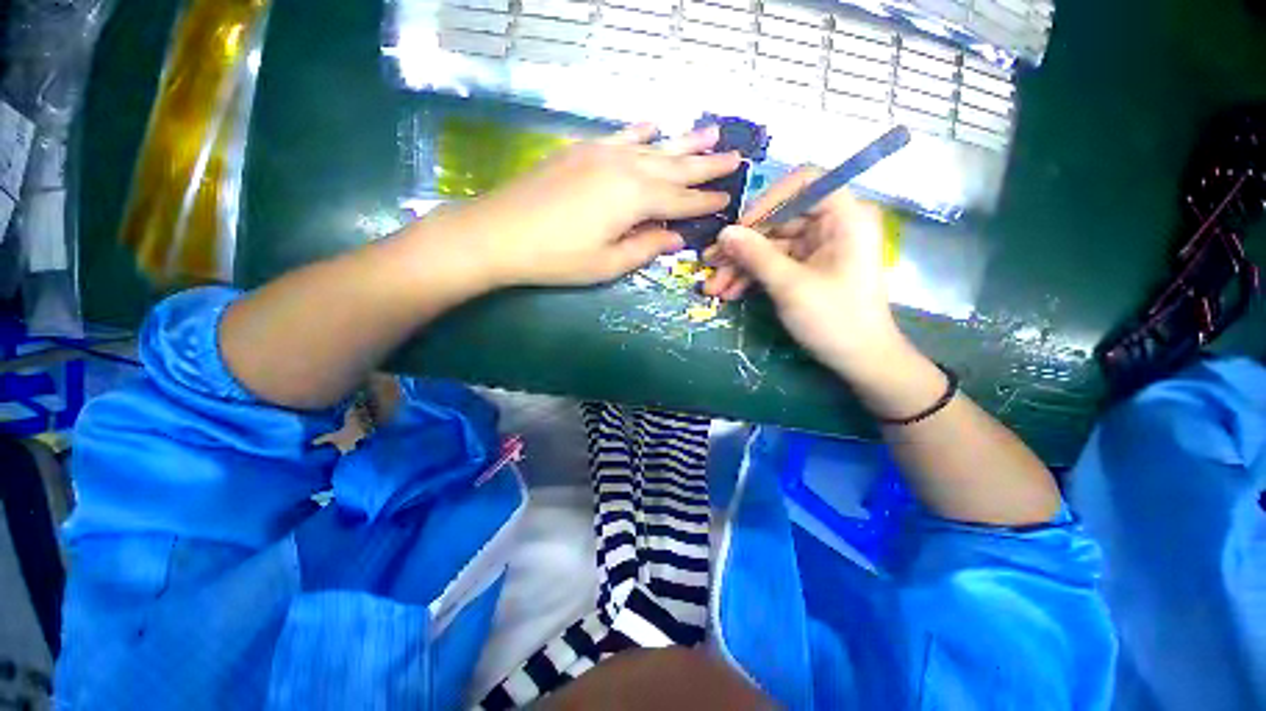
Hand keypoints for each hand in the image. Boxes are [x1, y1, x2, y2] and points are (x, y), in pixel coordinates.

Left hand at [461, 123, 741, 286]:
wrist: (498, 233)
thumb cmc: (557, 258)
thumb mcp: (607, 263)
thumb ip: (646, 248)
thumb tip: (676, 237)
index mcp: (634, 199)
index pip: (681, 201)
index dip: (705, 202)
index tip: (728, 199)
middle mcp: (625, 168)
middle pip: (675, 165)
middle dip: (707, 164)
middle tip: (736, 157)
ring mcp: (602, 153)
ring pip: (654, 146)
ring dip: (684, 140)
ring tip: (712, 131)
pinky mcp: (581, 150)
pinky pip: (620, 136)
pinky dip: (641, 131)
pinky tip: (655, 124)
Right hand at [702, 167, 905, 379]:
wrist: (860, 361)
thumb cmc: (834, 320)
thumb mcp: (790, 286)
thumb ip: (756, 255)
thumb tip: (724, 233)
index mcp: (844, 217)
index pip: (804, 183)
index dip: (767, 201)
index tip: (739, 229)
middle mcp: (833, 225)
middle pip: (779, 220)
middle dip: (742, 245)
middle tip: (710, 264)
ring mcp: (819, 248)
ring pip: (772, 245)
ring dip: (741, 266)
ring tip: (713, 288)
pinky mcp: (809, 268)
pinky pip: (776, 263)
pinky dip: (753, 277)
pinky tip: (730, 293)